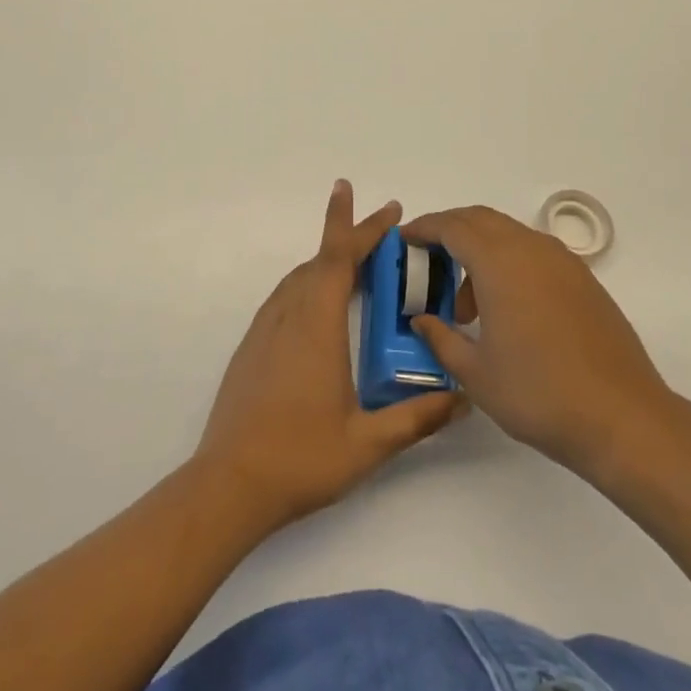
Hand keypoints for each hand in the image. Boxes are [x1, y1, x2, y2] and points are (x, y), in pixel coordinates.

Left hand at [194, 181, 467, 531]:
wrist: (229, 483)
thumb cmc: (300, 458)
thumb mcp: (368, 444)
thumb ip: (417, 418)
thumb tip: (462, 399)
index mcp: (316, 324)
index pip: (339, 257)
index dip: (362, 226)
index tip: (389, 208)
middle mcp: (289, 314)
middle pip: (321, 259)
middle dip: (352, 236)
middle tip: (385, 230)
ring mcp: (265, 328)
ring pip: (301, 276)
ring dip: (330, 261)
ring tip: (360, 264)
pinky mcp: (252, 345)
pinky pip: (286, 296)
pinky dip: (310, 283)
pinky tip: (322, 306)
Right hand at [405, 205, 679, 482]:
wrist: (623, 418)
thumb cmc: (539, 394)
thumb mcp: (476, 373)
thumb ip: (441, 339)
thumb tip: (422, 321)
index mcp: (499, 262)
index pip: (452, 227)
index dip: (423, 229)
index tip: (403, 240)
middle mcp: (531, 248)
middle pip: (480, 220)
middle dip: (449, 232)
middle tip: (427, 261)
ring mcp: (563, 261)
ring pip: (509, 234)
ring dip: (480, 251)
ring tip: (467, 304)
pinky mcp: (584, 280)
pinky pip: (534, 253)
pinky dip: (509, 263)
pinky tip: (506, 308)